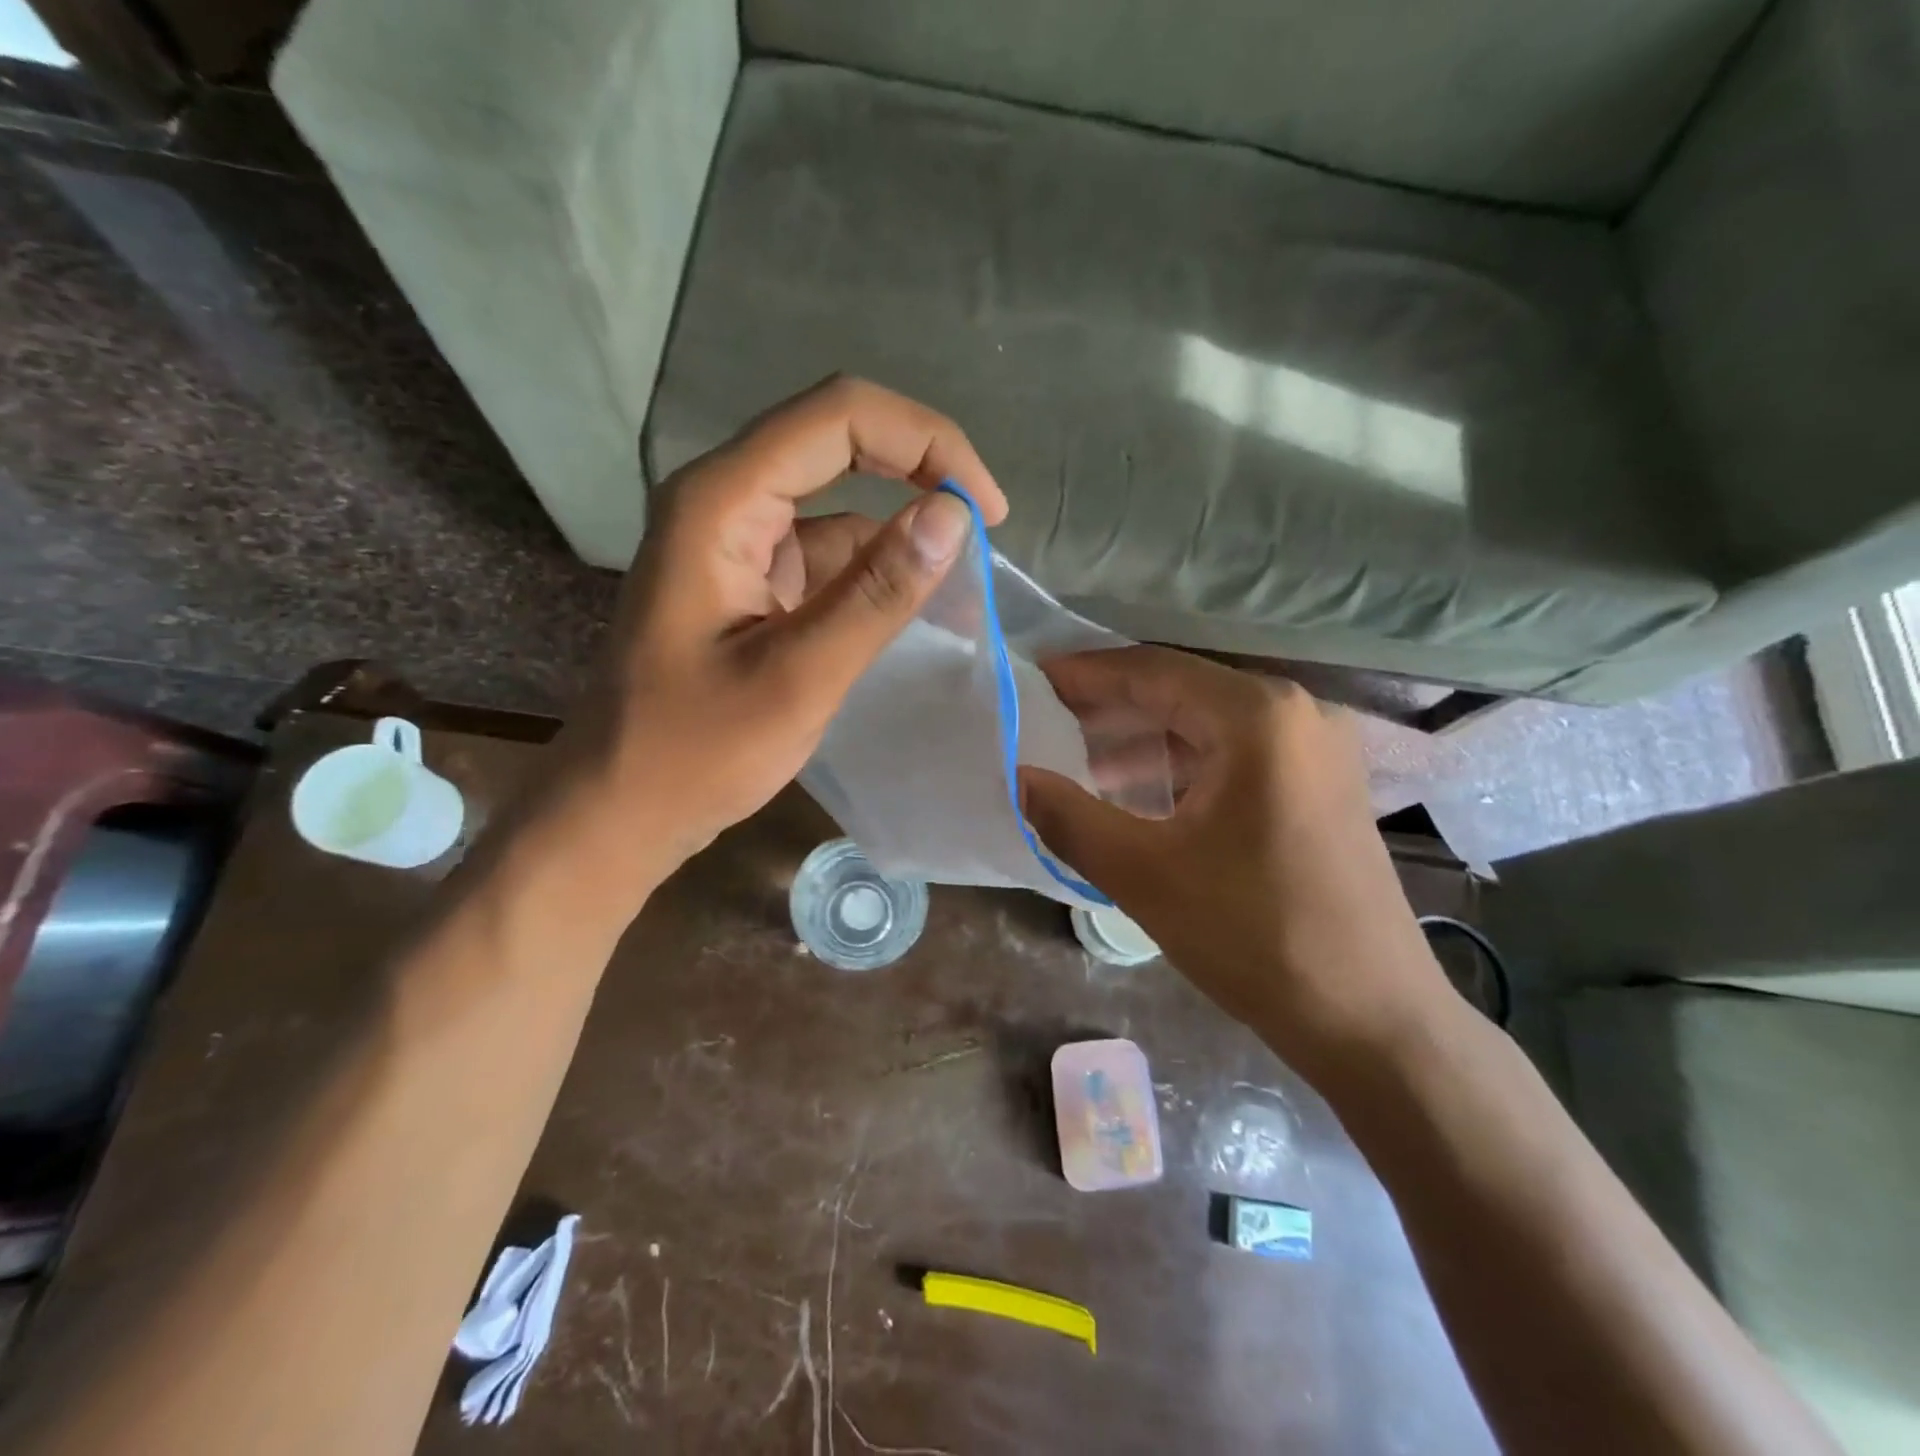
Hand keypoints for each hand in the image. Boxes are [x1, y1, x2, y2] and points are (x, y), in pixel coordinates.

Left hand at [546, 377, 1006, 906]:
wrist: (622, 807)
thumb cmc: (696, 753)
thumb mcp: (798, 677)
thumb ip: (875, 594)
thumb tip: (953, 517)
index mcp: (722, 502)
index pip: (840, 417)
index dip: (926, 441)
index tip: (986, 510)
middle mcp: (725, 500)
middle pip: (838, 439)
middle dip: (921, 469)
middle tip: (985, 524)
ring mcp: (736, 541)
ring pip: (838, 499)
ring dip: (902, 529)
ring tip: (965, 583)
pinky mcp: (750, 580)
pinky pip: (826, 552)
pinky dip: (875, 570)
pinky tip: (916, 606)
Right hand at [1019, 648, 1452, 1072]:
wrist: (1372, 1021)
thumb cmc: (1254, 936)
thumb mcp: (1143, 874)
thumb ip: (1067, 817)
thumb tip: (1017, 777)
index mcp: (1257, 717)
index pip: (1152, 671)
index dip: (1086, 674)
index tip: (1032, 680)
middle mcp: (1296, 713)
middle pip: (1182, 691)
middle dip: (1110, 706)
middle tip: (1045, 720)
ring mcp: (1317, 749)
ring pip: (1208, 723)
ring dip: (1144, 738)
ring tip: (1079, 759)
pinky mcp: (1321, 785)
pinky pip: (1235, 753)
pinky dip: (1182, 764)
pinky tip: (1138, 790)